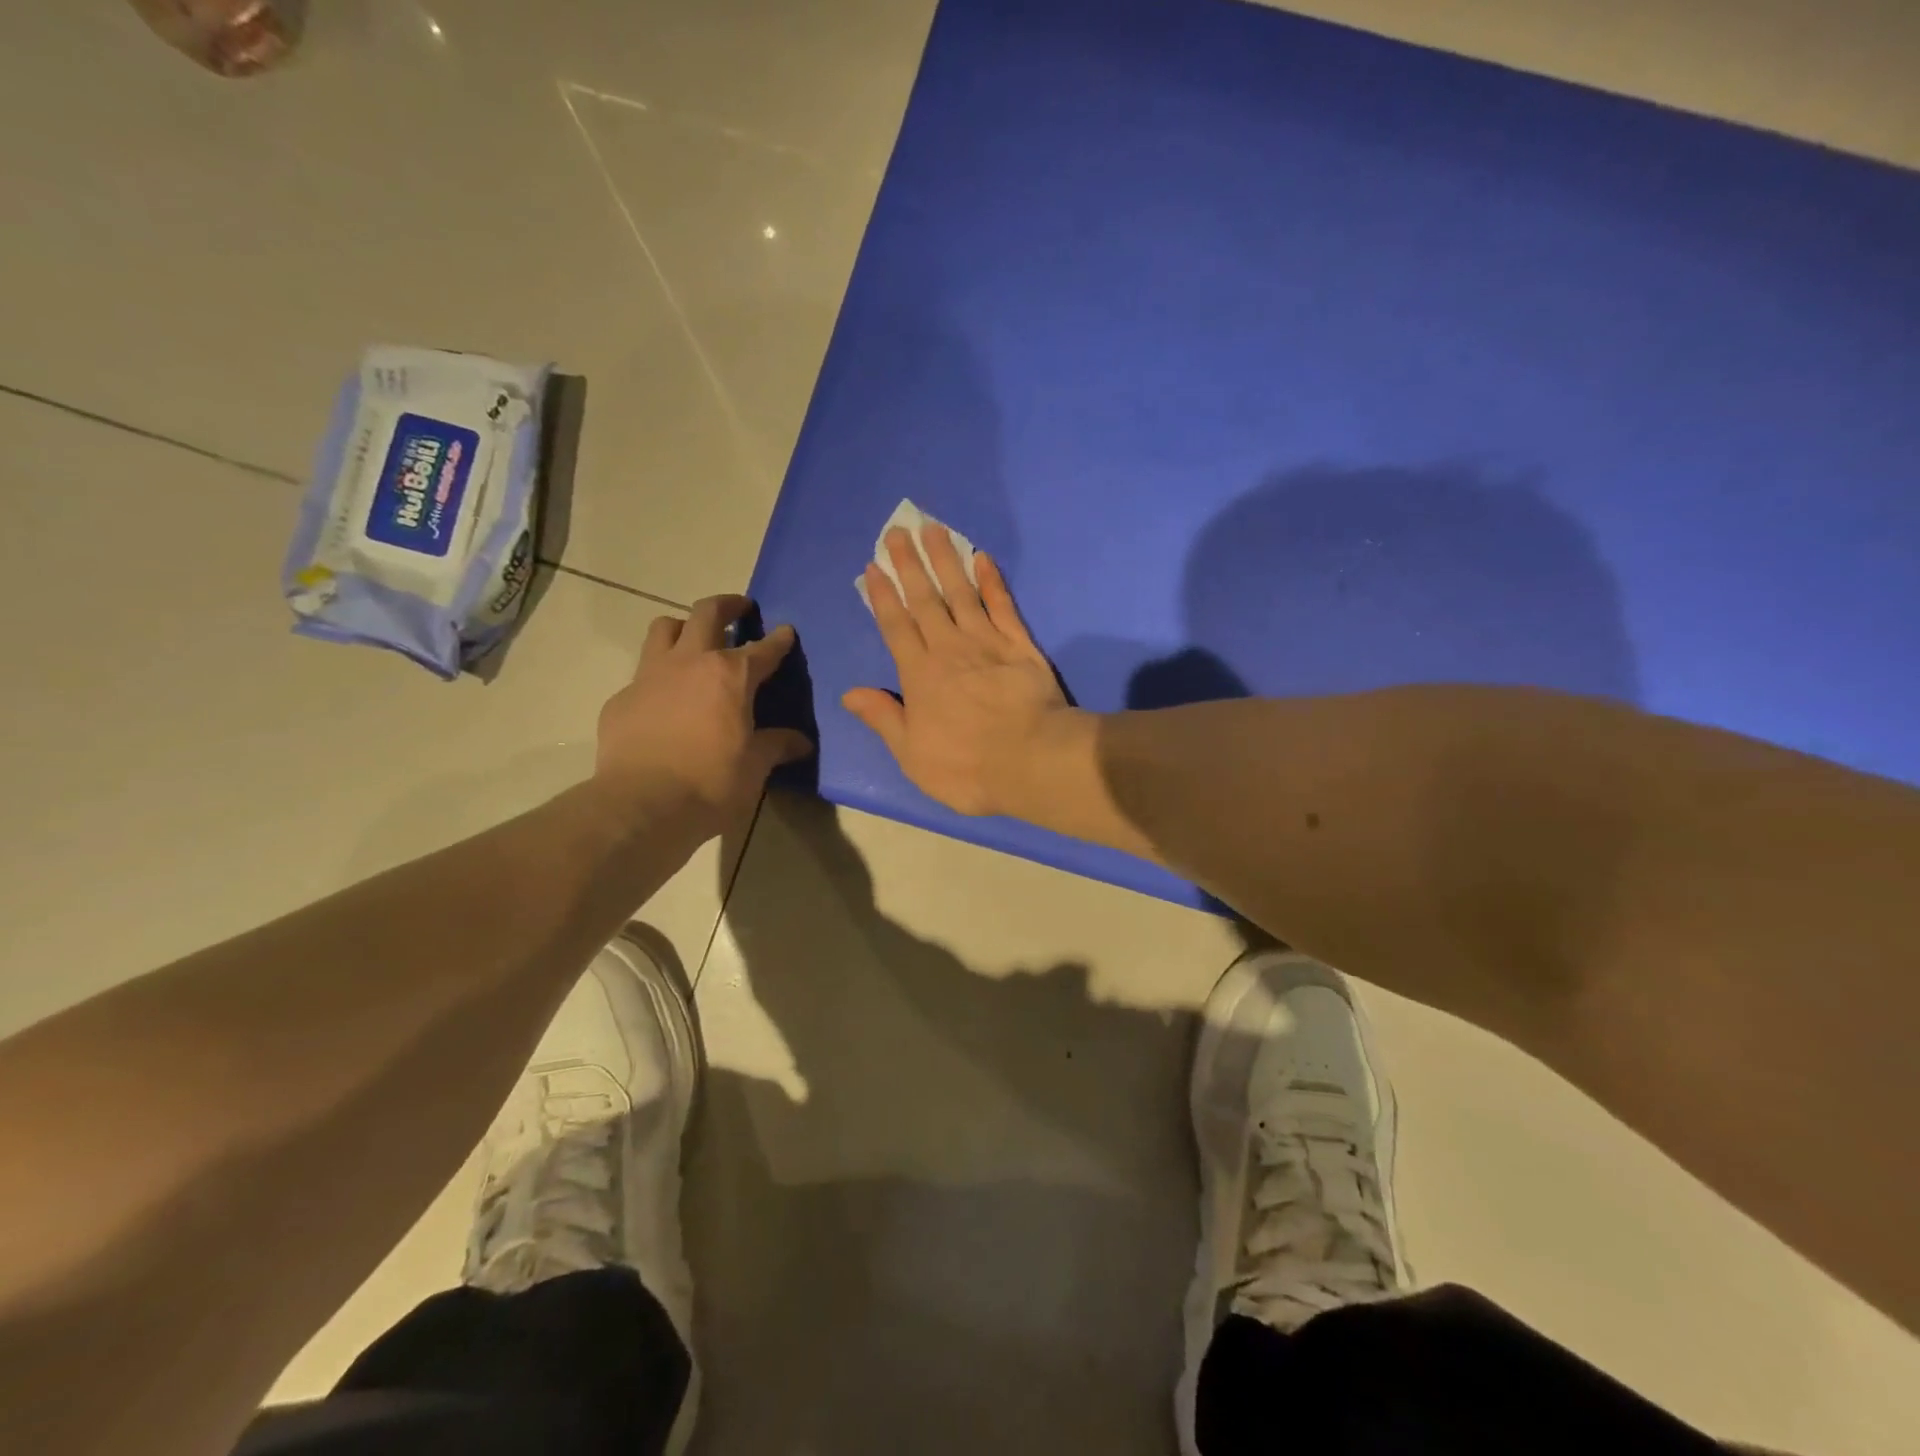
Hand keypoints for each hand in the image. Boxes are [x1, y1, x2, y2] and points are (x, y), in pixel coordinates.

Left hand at [593, 595, 812, 839]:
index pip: (763, 648)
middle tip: (740, 609)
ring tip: (693, 640)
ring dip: (684, 627)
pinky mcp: (621, 699)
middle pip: (707, 613)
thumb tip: (801, 742)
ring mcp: (650, 676)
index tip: (786, 632)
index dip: (779, 639)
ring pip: (664, 628)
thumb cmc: (711, 784)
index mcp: (731, 676)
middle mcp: (690, 663)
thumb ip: (776, 745)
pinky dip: (658, 676)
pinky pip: (641, 673)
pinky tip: (664, 700)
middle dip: (728, 605)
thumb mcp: (755, 767)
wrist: (643, 806)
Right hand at [843, 523, 1077, 815]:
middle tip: (898, 531)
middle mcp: (949, 649)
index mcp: (919, 675)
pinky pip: (1003, 606)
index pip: (896, 626)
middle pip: (925, 600)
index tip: (874, 567)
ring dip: (946, 560)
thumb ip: (883, 718)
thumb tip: (850, 693)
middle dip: (909, 564)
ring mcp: (987, 643)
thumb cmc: (966, 767)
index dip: (883, 596)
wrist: (1032, 762)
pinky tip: (983, 558)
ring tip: (933, 529)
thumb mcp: (912, 755)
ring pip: (961, 593)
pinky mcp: (1020, 646)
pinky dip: (993, 582)